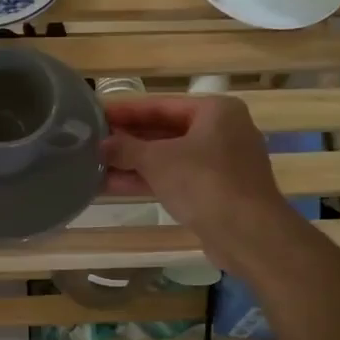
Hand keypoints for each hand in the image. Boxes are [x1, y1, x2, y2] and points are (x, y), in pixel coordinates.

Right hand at [101, 96, 295, 269]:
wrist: (248, 234)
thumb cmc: (204, 182)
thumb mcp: (157, 160)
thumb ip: (126, 148)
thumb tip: (101, 145)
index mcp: (215, 111)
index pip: (160, 105)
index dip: (125, 111)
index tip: (96, 113)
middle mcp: (222, 132)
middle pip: (165, 130)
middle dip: (128, 139)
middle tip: (92, 141)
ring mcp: (221, 164)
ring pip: (169, 157)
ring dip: (133, 163)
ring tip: (94, 165)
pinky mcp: (216, 191)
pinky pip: (176, 178)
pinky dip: (148, 180)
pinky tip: (113, 185)